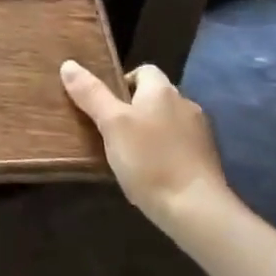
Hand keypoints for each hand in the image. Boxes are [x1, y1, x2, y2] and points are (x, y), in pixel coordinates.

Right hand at [60, 60, 233, 226]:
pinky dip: (164, 153)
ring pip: (167, 122)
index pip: (143, 70)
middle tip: (111, 132)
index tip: (106, 106)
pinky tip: (152, 173)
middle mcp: (185, 104)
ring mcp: (200, 133)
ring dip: (151, 132)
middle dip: (134, 110)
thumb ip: (91, 94)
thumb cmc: (149, 160)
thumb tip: (68, 64)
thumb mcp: (112, 124)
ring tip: (129, 155)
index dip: (122, 82)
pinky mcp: (207, 160)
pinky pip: (179, 146)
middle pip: (155, 97)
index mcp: (162, 90)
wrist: (197, 210)